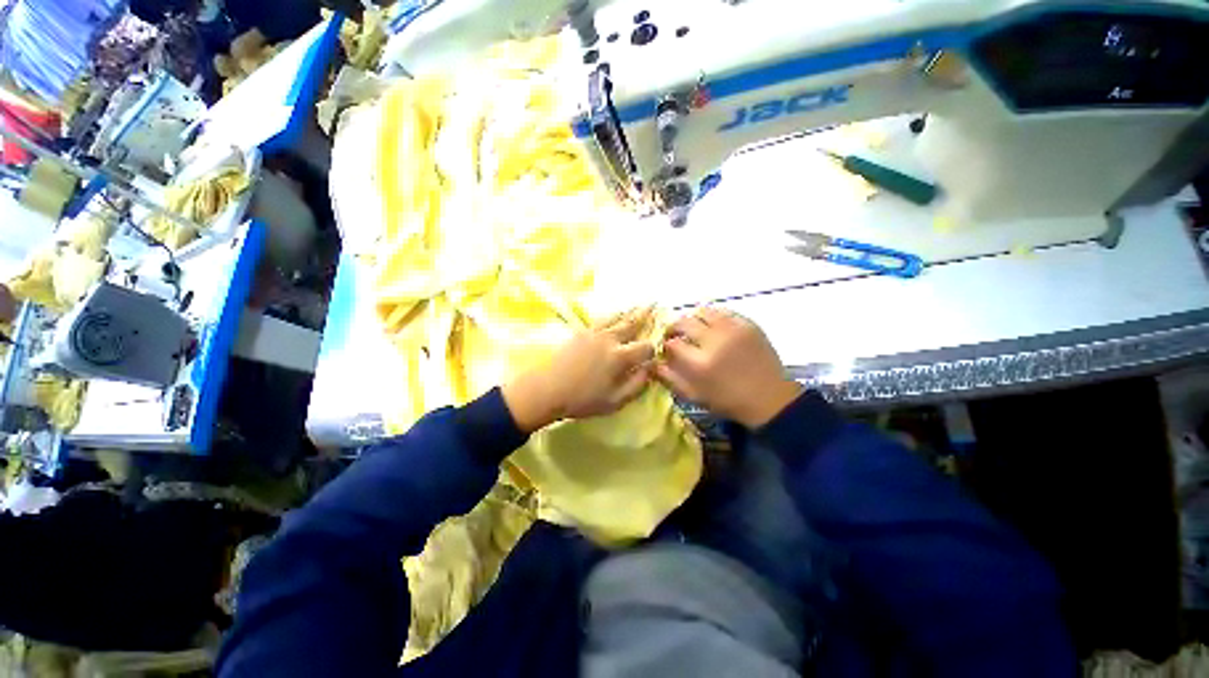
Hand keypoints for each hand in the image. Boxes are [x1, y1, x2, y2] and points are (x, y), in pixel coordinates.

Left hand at [503, 308, 656, 432]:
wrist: (546, 388)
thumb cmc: (581, 400)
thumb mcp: (614, 401)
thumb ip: (636, 385)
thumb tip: (650, 370)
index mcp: (620, 357)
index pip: (645, 347)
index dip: (654, 347)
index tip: (658, 348)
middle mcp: (610, 339)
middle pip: (632, 324)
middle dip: (646, 315)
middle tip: (656, 304)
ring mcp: (594, 333)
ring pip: (617, 317)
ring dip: (630, 311)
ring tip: (640, 304)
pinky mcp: (581, 332)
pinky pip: (602, 319)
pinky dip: (613, 315)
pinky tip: (615, 314)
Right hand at [655, 308, 802, 428]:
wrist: (769, 398)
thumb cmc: (727, 401)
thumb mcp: (694, 395)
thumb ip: (669, 378)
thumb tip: (652, 362)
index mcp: (700, 363)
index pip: (672, 344)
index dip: (665, 344)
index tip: (666, 348)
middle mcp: (714, 341)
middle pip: (683, 322)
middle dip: (674, 327)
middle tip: (675, 334)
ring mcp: (733, 330)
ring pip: (702, 311)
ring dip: (693, 319)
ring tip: (694, 328)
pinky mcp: (748, 324)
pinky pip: (723, 311)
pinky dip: (713, 316)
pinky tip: (713, 326)